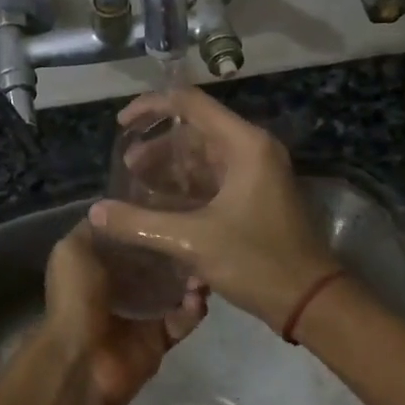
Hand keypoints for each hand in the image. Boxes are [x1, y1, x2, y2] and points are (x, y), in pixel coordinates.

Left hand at [36, 223, 205, 404]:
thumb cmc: (75, 298)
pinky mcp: (159, 339)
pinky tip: (200, 294)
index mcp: (96, 266)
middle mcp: (119, 288)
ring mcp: (140, 315)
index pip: (127, 240)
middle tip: (196, 232)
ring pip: (173, 290)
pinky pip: (183, 320)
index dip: (145, 223)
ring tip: (204, 262)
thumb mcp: (72, 250)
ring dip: (190, 277)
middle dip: (173, 249)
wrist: (81, 360)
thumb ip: (92, 230)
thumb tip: (112, 212)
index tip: (172, 203)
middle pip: (154, 263)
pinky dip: (193, 308)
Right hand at [89, 88, 338, 330]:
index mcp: (243, 144)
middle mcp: (252, 149)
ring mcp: (256, 172)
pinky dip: (186, 185)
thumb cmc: (256, 261)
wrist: (310, 300)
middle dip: (157, 145)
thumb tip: (95, 212)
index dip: (151, 107)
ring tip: (135, 186)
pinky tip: (160, 204)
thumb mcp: (192, 241)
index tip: (122, 125)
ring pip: (203, 156)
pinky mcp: (255, 195)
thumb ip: (140, 223)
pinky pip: (213, 177)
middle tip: (126, 167)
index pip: (190, 103)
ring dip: (170, 167)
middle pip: (195, 130)